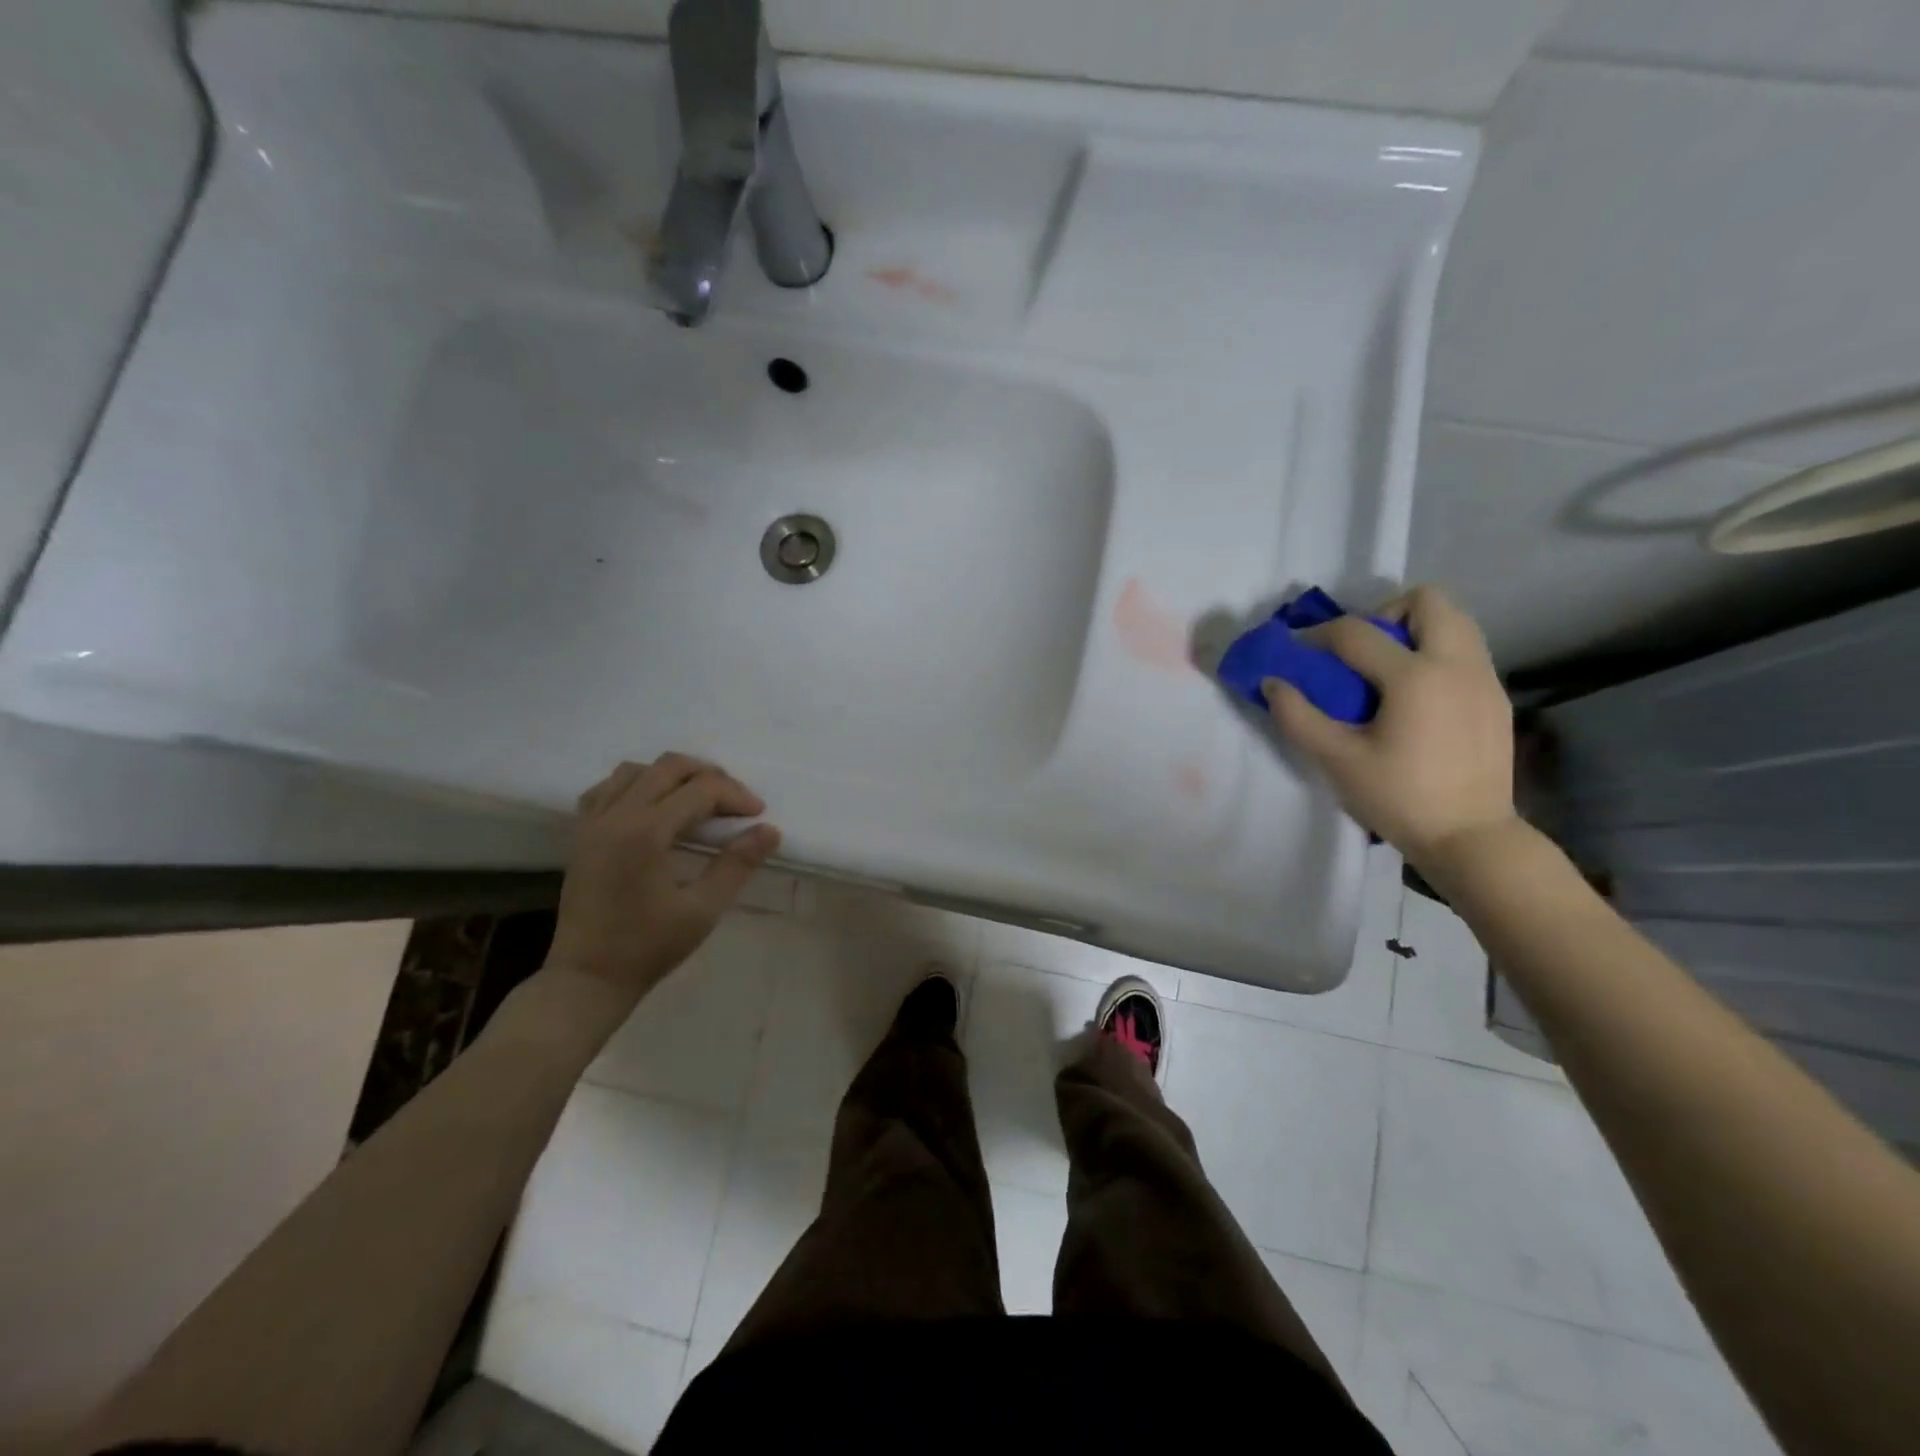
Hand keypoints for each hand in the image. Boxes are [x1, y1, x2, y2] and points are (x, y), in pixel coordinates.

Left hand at [544, 754, 781, 1007]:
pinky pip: (608, 788)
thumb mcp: (703, 910)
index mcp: (645, 832)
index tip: (758, 816)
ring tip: (698, 800)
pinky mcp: (581, 834)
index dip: (735, 795)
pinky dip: (637, 785)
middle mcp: (616, 816)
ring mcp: (593, 823)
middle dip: (709, 776)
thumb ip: (736, 864)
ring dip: (673, 776)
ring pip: (636, 770)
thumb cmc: (648, 947)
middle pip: (669, 767)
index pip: (700, 789)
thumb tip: (769, 830)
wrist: (587, 978)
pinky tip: (654, 807)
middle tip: (734, 803)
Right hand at [1263, 585, 1515, 867]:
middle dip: (1385, 614)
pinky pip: (1466, 651)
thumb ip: (1298, 717)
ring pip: (1455, 621)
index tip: (1296, 650)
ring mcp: (1485, 679)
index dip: (1317, 634)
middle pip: (1427, 601)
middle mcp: (1457, 664)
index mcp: (1416, 677)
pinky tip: (1416, 697)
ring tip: (1387, 670)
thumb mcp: (1337, 760)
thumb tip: (1272, 683)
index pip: (1357, 632)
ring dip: (1415, 630)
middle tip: (1360, 651)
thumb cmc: (1398, 798)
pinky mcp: (1496, 698)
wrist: (1470, 838)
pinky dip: (1436, 654)